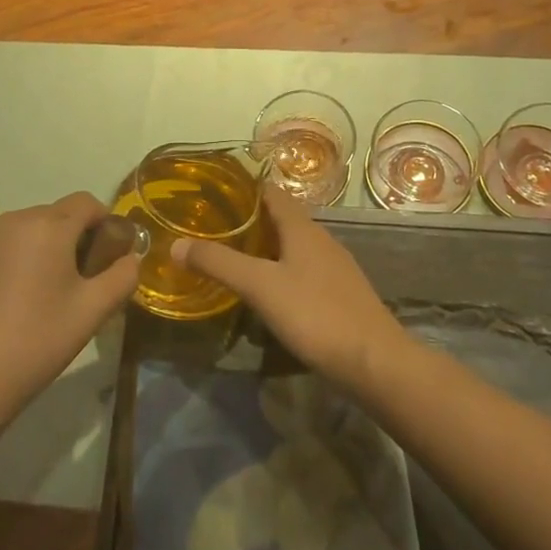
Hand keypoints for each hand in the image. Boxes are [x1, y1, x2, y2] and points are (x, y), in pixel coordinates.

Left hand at [0, 192, 137, 427]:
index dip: (105, 223)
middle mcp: (11, 220)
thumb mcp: (91, 312)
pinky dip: (8, 263)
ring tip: (39, 297)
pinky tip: (4, 305)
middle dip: (71, 240)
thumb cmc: (34, 343)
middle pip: (54, 216)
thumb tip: (130, 259)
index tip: (108, 257)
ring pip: (23, 232)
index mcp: (47, 226)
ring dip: (39, 251)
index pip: (87, 203)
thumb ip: (122, 277)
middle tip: (77, 284)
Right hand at [173, 186, 405, 393]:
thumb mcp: (259, 286)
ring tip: (233, 256)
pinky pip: (304, 269)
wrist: (374, 361)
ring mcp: (334, 267)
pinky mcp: (340, 293)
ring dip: (265, 246)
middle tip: (213, 227)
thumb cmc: (315, 314)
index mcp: (302, 228)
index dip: (244, 188)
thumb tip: (176, 244)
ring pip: (293, 245)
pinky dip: (281, 269)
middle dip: (249, 219)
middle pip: (282, 218)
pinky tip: (267, 290)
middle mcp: (321, 239)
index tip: (213, 191)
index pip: (272, 192)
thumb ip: (219, 263)